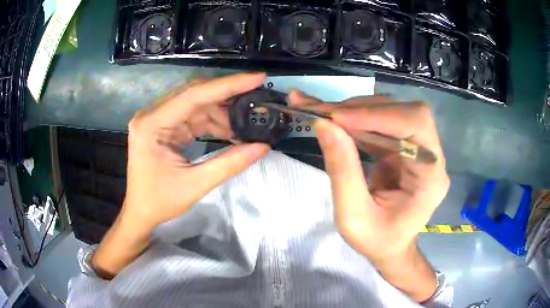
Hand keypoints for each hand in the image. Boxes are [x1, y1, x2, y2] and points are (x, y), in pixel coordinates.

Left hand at [123, 73, 269, 229]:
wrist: (140, 211)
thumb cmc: (160, 201)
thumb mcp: (196, 185)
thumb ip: (230, 163)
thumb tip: (263, 146)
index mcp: (152, 124)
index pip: (194, 95)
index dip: (228, 85)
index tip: (257, 78)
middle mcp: (152, 114)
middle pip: (195, 94)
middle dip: (228, 96)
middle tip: (257, 96)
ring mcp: (157, 118)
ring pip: (196, 103)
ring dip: (222, 112)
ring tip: (246, 123)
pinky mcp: (163, 125)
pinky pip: (192, 115)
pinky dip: (212, 121)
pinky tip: (230, 129)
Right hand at [289, 91, 449, 301]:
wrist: (391, 248)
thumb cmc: (377, 241)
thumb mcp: (353, 216)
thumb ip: (342, 170)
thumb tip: (323, 124)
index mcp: (431, 177)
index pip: (415, 124)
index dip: (378, 115)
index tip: (336, 117)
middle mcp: (431, 155)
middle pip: (404, 111)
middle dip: (361, 109)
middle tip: (322, 112)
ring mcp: (419, 148)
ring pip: (391, 111)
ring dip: (354, 110)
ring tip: (320, 112)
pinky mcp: (404, 146)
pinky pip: (381, 122)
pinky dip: (355, 118)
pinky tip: (333, 118)